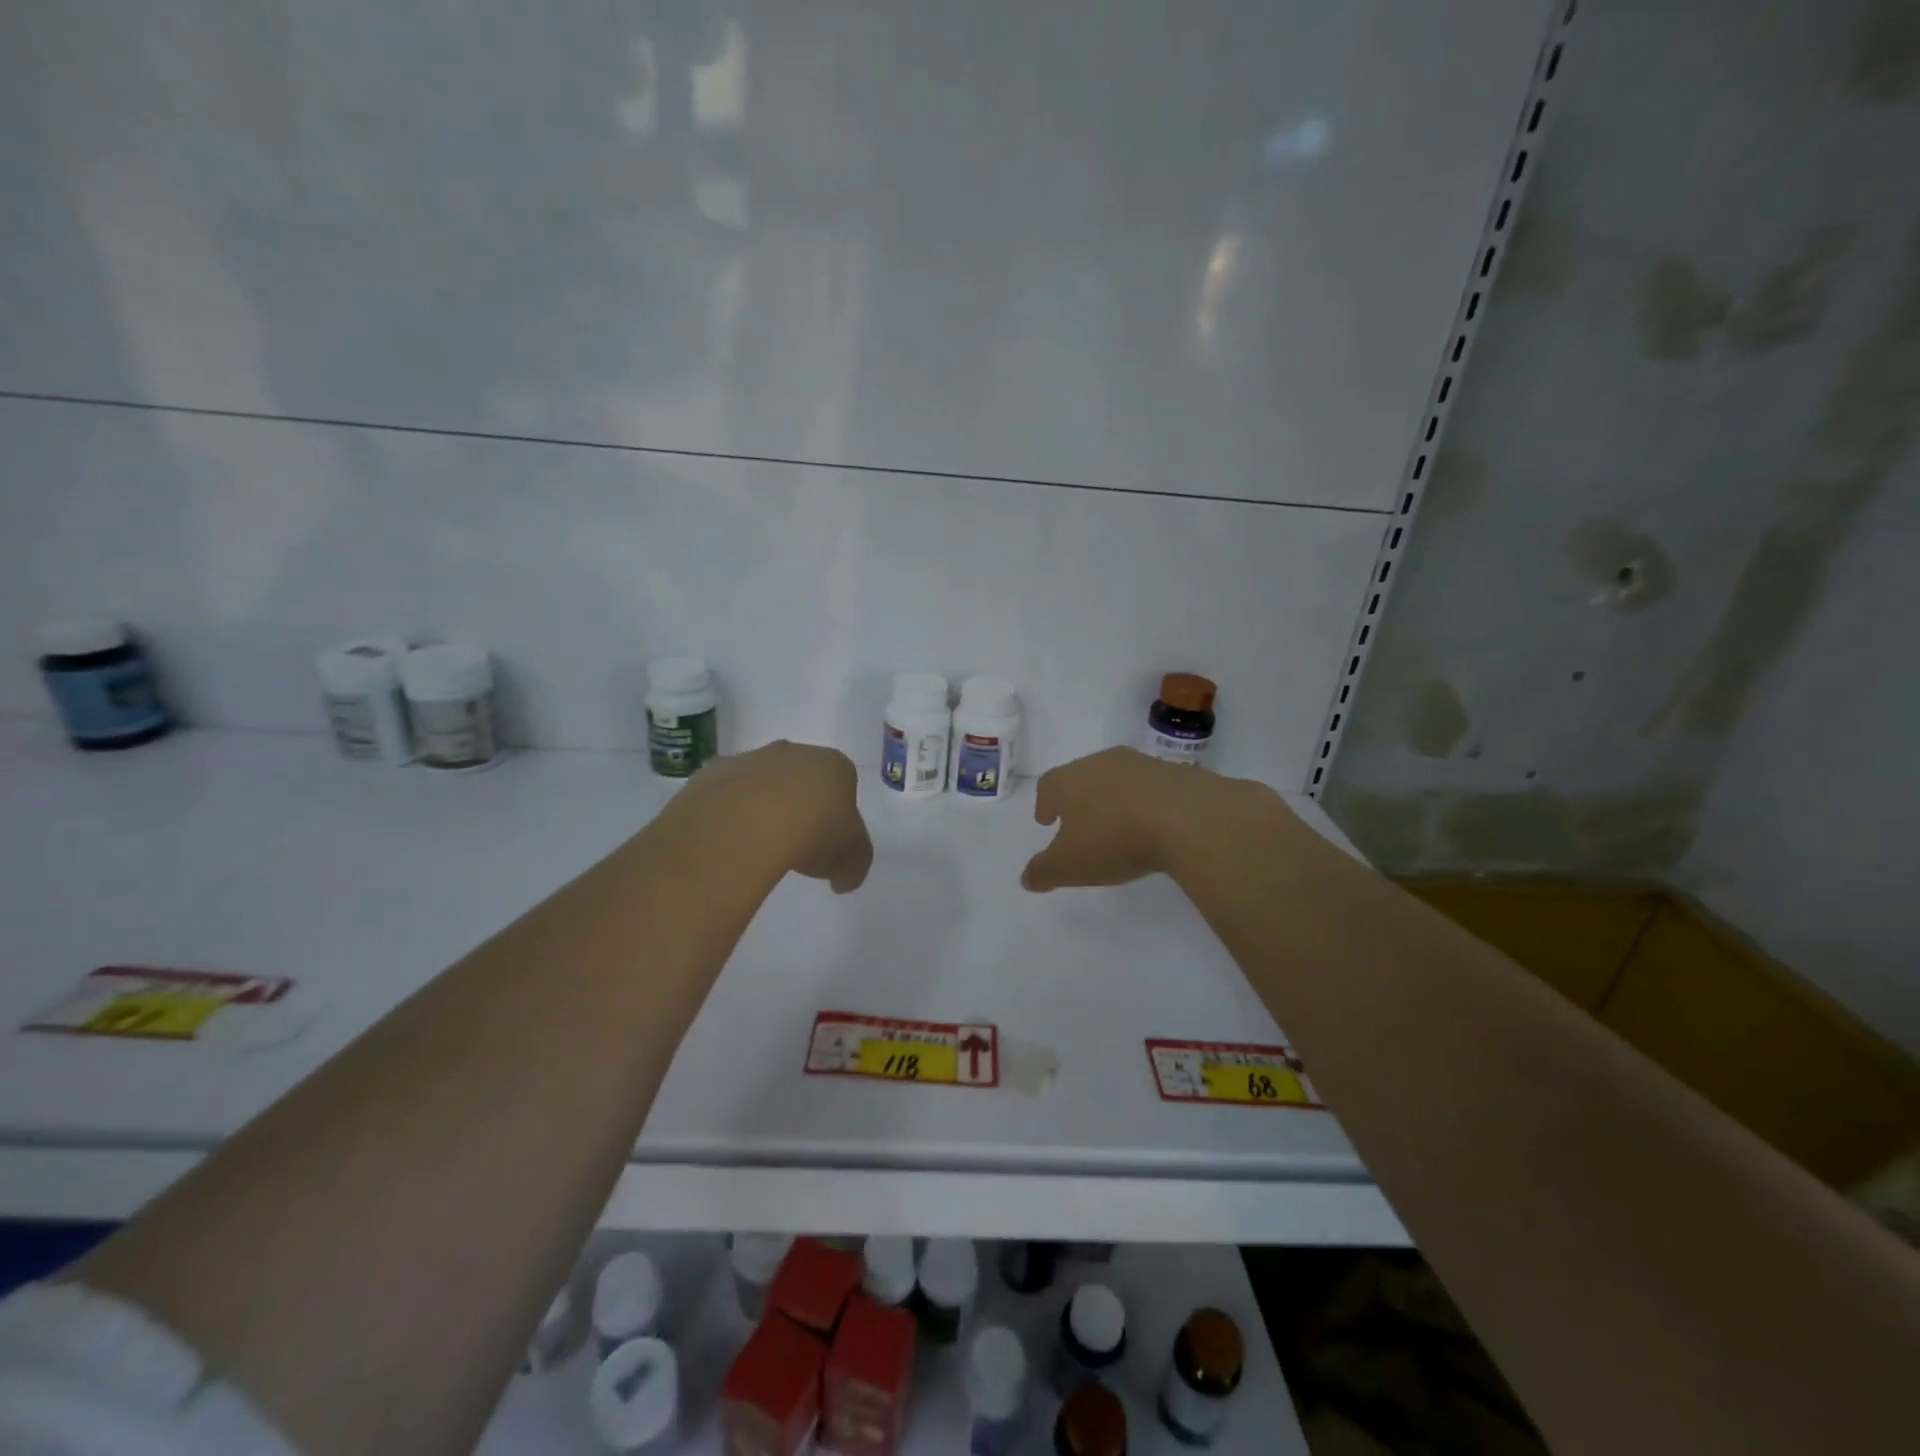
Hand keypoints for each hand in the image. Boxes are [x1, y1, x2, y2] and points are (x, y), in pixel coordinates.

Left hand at [678, 740, 873, 892]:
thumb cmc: (814, 833)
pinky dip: (728, 813)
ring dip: (761, 806)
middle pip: (800, 777)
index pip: (842, 783)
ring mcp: (750, 759)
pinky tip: (729, 840)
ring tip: (758, 846)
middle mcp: (793, 752)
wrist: (748, 823)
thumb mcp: (851, 860)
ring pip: (760, 782)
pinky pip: (725, 795)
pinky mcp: (712, 773)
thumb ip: (853, 866)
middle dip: (799, 803)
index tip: (830, 840)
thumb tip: (843, 879)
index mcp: (833, 766)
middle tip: (796, 842)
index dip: (838, 812)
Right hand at [1021, 746, 1266, 891]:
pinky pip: (1151, 788)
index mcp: (1068, 780)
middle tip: (1079, 821)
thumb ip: (1044, 872)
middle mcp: (1101, 763)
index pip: (1048, 786)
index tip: (1046, 820)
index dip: (1045, 803)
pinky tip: (1153, 826)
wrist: (1188, 818)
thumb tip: (1026, 878)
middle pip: (1081, 777)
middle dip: (1078, 798)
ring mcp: (1141, 764)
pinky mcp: (1176, 774)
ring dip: (1113, 799)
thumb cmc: (1114, 839)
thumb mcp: (1070, 866)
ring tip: (1118, 824)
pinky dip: (1146, 803)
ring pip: (1117, 779)